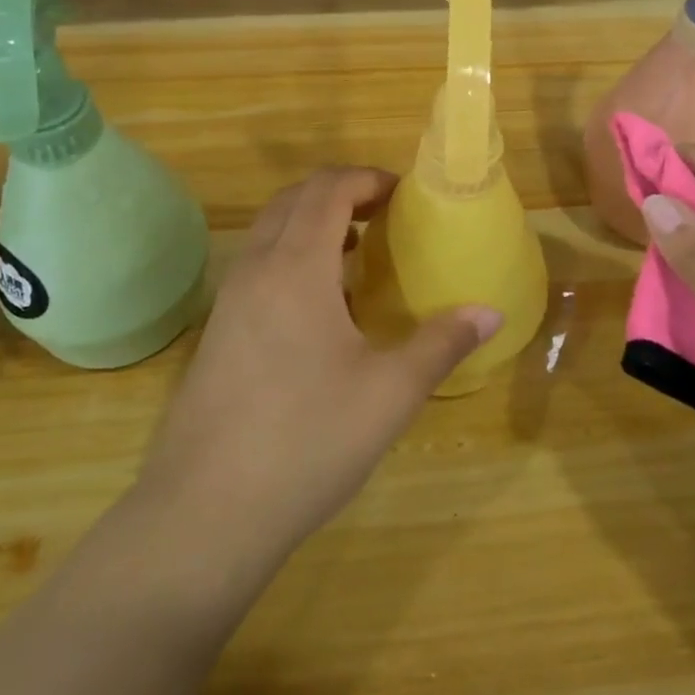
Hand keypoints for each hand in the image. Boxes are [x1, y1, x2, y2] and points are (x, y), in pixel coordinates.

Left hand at [130, 167, 500, 594]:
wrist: (203, 515)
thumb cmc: (306, 441)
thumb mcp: (389, 393)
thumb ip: (442, 344)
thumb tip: (491, 313)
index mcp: (296, 266)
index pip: (328, 189)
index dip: (368, 179)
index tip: (405, 195)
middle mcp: (257, 267)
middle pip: (295, 198)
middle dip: (342, 192)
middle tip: (386, 216)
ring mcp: (229, 299)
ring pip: (271, 230)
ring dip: (313, 222)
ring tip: (358, 253)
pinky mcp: (216, 330)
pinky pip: (258, 263)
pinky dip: (291, 254)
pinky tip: (321, 306)